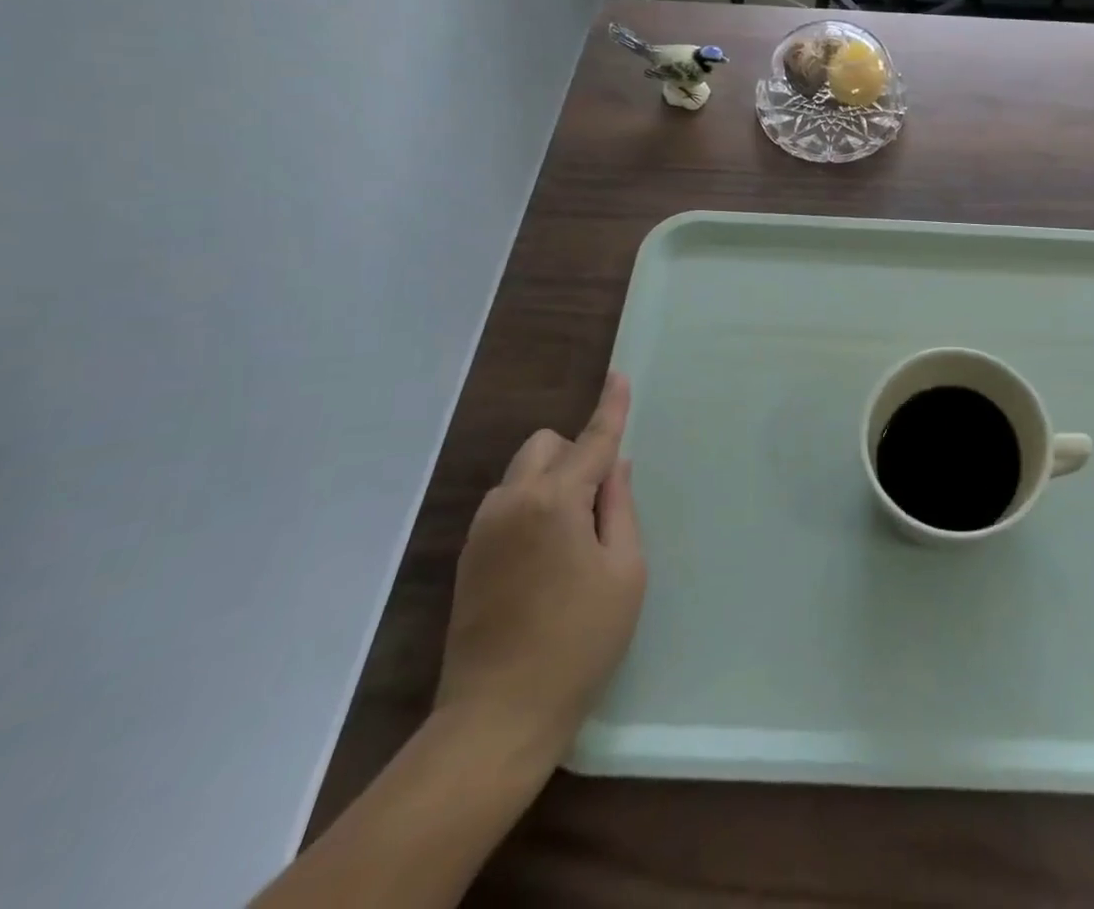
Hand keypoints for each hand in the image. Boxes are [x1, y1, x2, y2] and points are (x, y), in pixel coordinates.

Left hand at [433, 372, 645, 766]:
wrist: (497, 718)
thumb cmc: (579, 642)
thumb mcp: (624, 572)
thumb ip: (619, 508)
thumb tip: (613, 468)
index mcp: (554, 502)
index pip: (591, 440)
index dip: (610, 408)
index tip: (618, 375)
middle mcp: (511, 503)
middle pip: (545, 446)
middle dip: (575, 453)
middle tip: (601, 502)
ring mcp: (483, 530)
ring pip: (522, 473)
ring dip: (552, 480)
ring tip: (575, 537)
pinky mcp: (468, 556)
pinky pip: (507, 504)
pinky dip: (532, 506)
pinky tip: (547, 558)